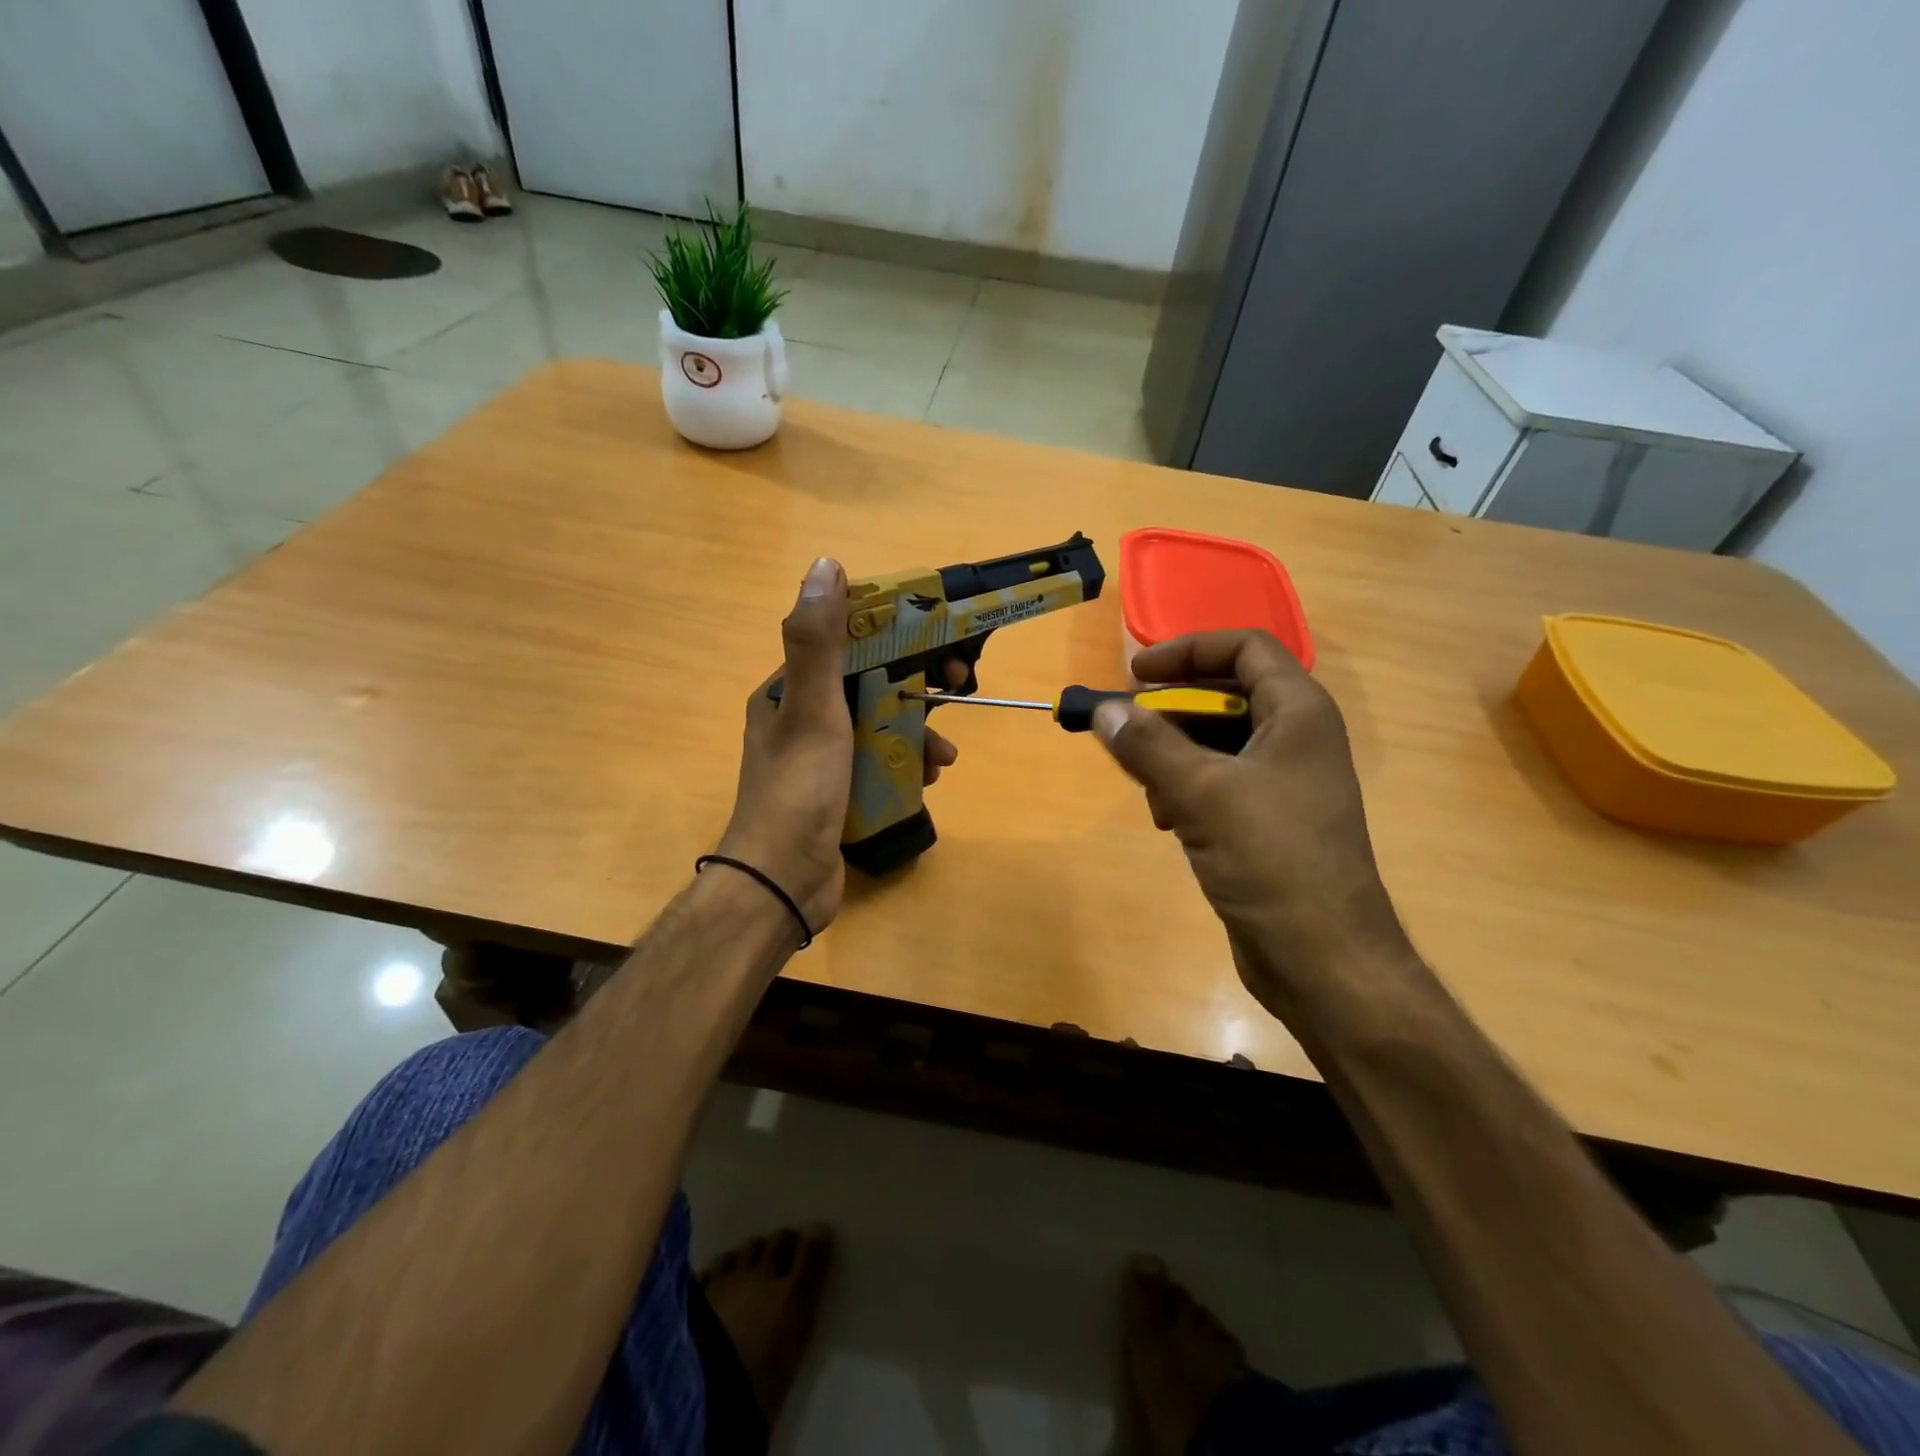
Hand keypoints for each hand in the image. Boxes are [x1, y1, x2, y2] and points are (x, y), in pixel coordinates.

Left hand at [715, 558, 958, 935]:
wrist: (783, 883)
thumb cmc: (799, 790)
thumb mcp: (812, 709)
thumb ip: (818, 640)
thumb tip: (826, 565)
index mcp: (788, 690)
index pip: (846, 643)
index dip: (893, 635)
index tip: (936, 639)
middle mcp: (802, 717)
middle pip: (870, 684)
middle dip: (914, 688)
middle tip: (956, 689)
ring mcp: (822, 758)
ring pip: (881, 726)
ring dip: (917, 732)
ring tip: (943, 757)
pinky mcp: (840, 791)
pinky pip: (881, 763)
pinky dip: (907, 764)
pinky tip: (928, 779)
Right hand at [1093, 632, 1414, 1014]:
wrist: (1324, 959)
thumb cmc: (1272, 860)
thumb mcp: (1201, 793)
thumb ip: (1149, 745)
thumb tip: (1104, 709)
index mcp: (1298, 713)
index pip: (1244, 648)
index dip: (1187, 651)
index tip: (1134, 675)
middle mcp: (1296, 738)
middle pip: (1224, 695)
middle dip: (1171, 710)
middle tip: (1125, 729)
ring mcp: (1284, 781)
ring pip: (1215, 742)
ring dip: (1173, 755)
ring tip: (1147, 787)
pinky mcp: (1268, 820)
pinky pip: (1218, 782)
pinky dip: (1187, 789)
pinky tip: (1167, 820)